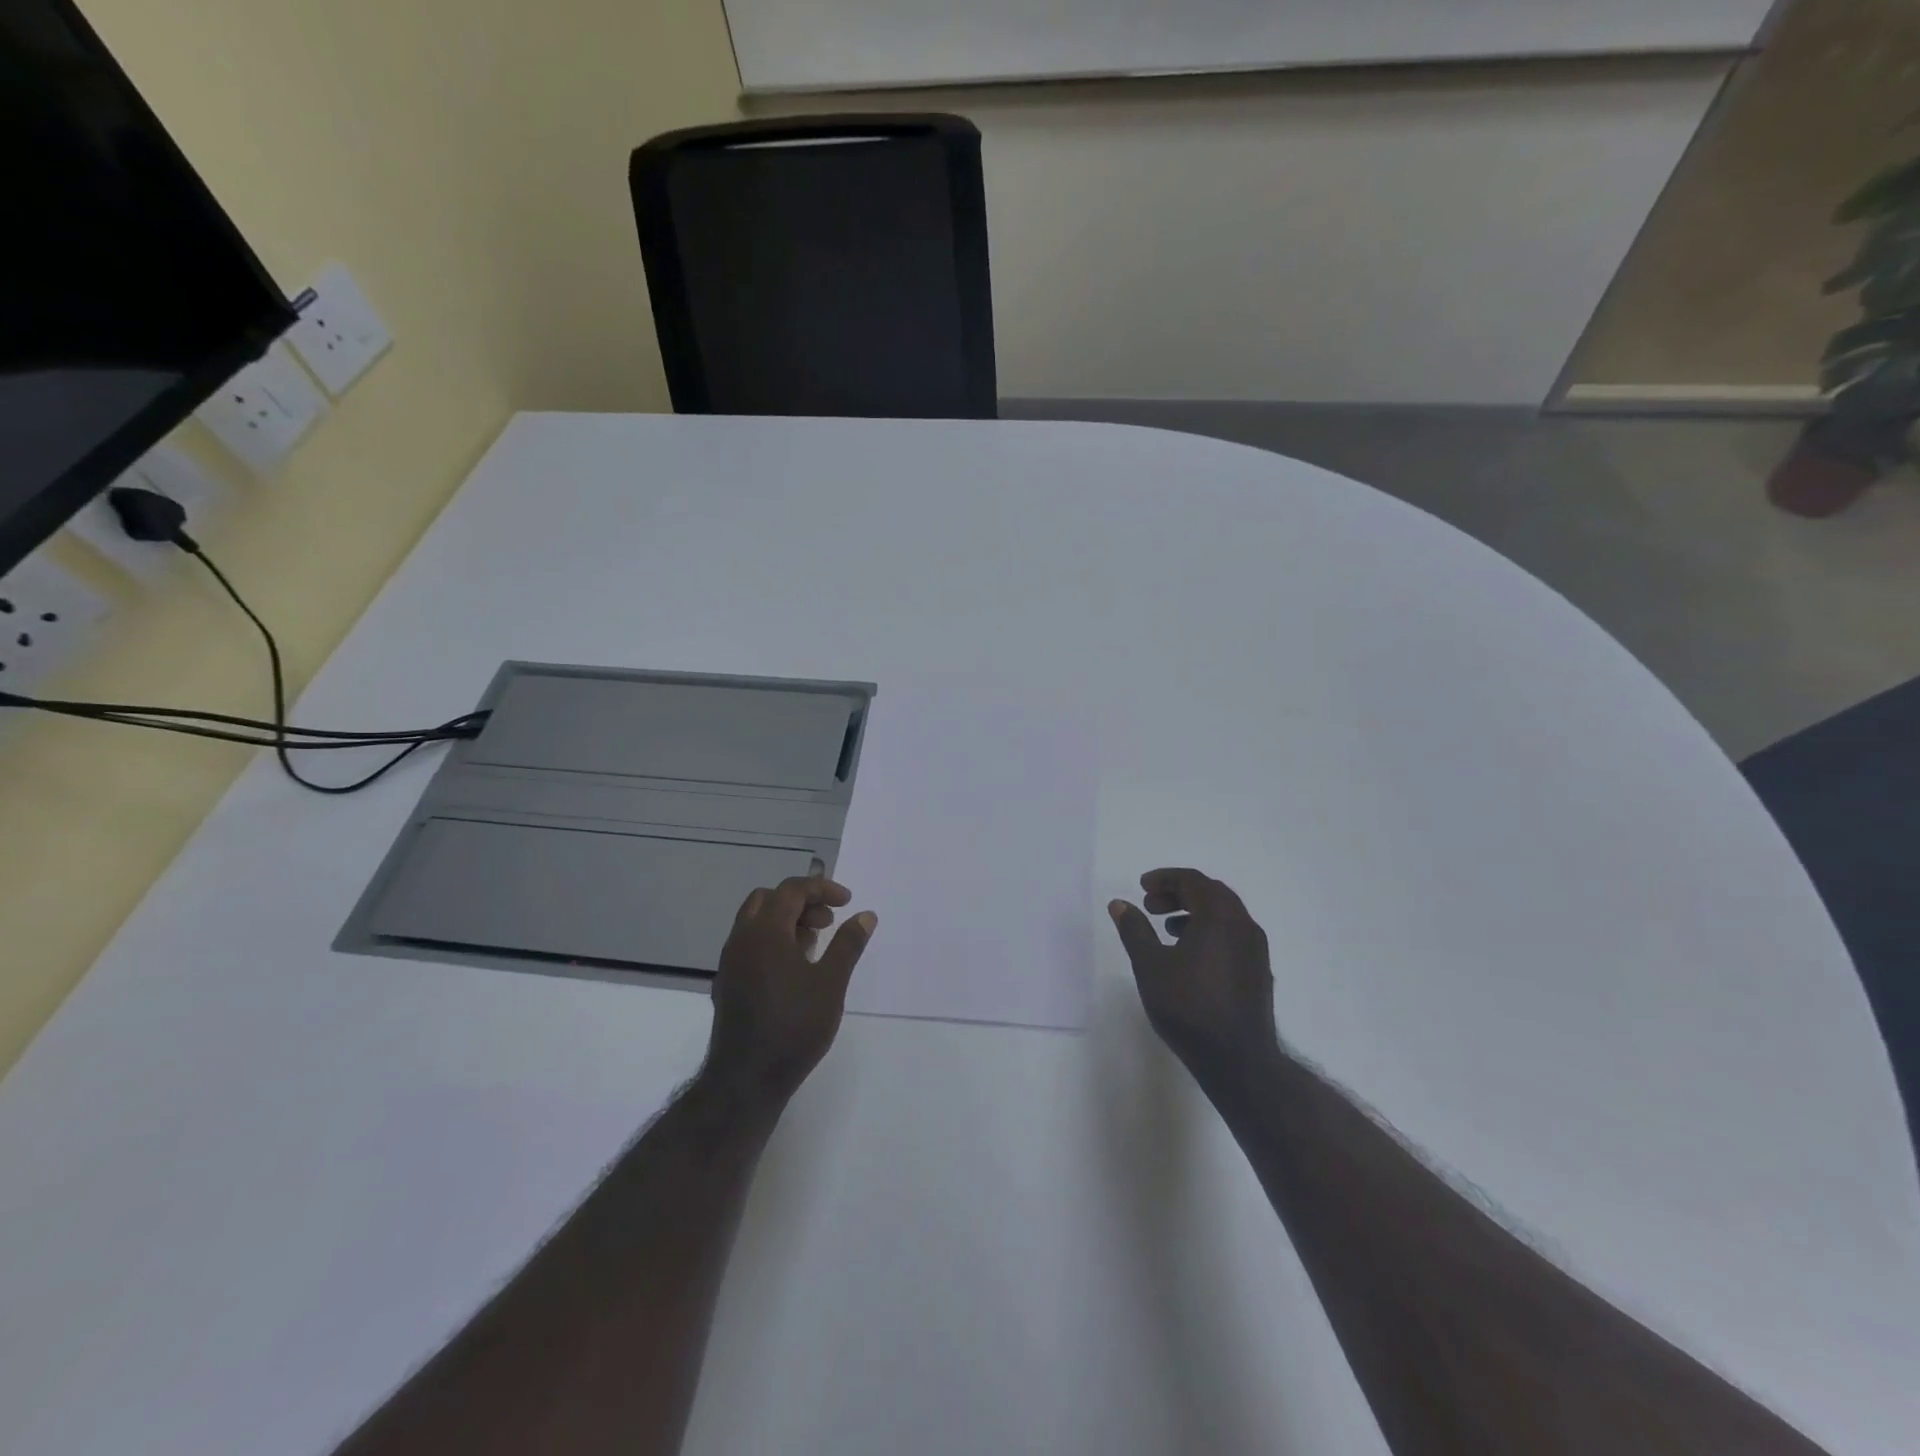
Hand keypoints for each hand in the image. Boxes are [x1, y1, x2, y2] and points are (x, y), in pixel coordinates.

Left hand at [706, 876, 876, 1105]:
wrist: (746, 1080)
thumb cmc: (794, 1026)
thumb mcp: (831, 983)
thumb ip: (848, 944)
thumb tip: (865, 915)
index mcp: (765, 932)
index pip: (791, 890)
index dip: (821, 889)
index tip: (848, 902)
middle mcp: (741, 940)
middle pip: (768, 899)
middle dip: (800, 901)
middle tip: (828, 920)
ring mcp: (730, 962)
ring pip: (755, 922)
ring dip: (785, 921)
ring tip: (815, 944)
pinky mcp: (728, 984)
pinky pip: (749, 945)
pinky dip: (772, 941)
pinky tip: (794, 970)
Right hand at [1109, 868, 1278, 1089]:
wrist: (1239, 1060)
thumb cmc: (1189, 1007)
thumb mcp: (1150, 966)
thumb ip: (1134, 930)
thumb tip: (1120, 903)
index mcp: (1219, 917)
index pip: (1193, 880)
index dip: (1165, 878)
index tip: (1142, 888)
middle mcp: (1243, 925)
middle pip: (1211, 893)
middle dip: (1179, 893)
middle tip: (1150, 906)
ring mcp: (1256, 949)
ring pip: (1224, 915)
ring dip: (1194, 912)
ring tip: (1167, 930)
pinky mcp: (1258, 971)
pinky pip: (1232, 934)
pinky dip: (1209, 930)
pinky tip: (1189, 955)